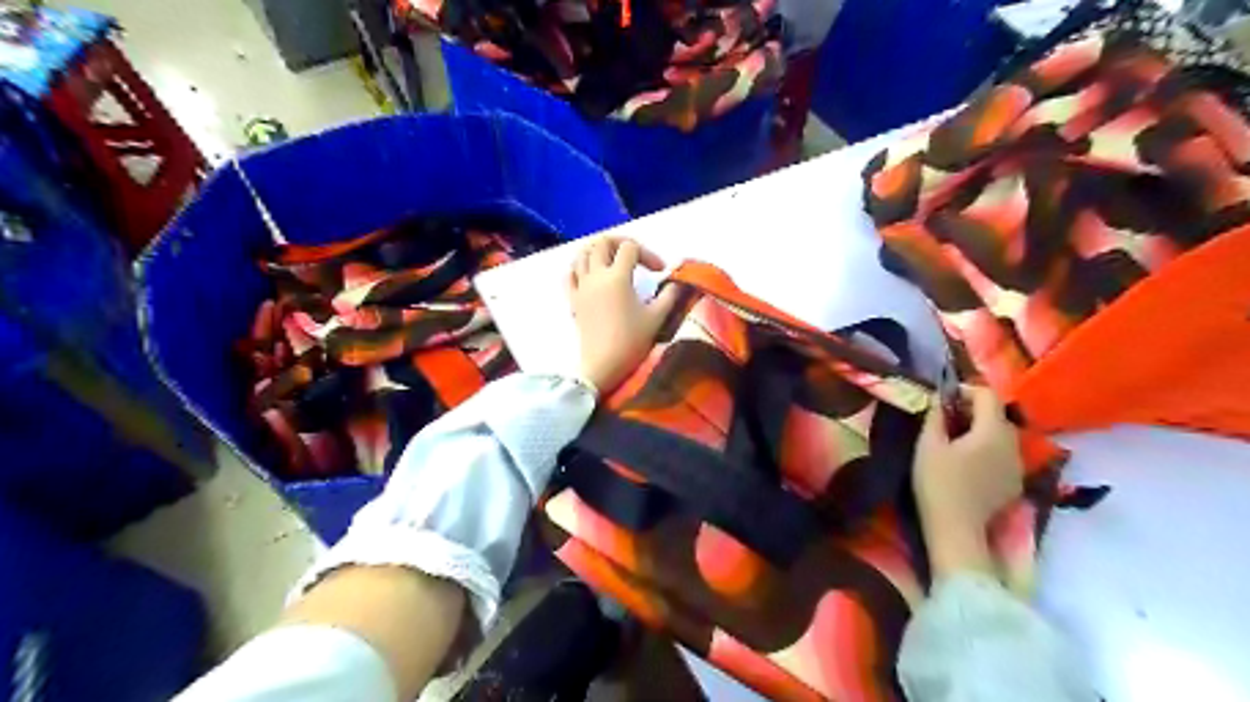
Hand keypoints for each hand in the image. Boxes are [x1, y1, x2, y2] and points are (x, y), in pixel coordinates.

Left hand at [571, 236, 680, 395]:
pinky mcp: (573, 300)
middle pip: (602, 242)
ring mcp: (581, 287)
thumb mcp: (657, 318)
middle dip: (620, 243)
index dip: (648, 254)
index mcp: (617, 277)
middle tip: (635, 257)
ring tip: (613, 262)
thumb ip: (669, 295)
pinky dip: (580, 268)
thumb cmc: (631, 341)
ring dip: (598, 251)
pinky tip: (591, 275)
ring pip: (582, 254)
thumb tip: (676, 282)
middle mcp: (596, 276)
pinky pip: (570, 274)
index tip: (659, 272)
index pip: (630, 248)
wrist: (603, 366)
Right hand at [915, 387, 1017, 578]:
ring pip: (1002, 436)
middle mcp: (1013, 444)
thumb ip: (935, 416)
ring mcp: (1017, 465)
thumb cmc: (938, 483)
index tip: (943, 399)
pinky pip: (1003, 455)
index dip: (965, 391)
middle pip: (997, 415)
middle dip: (973, 410)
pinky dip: (988, 450)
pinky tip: (969, 464)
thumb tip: (938, 397)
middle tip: (945, 419)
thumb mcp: (928, 445)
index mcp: (992, 431)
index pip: (987, 395)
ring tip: (956, 441)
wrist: (957, 530)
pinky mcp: (1015, 483)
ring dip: (981, 430)